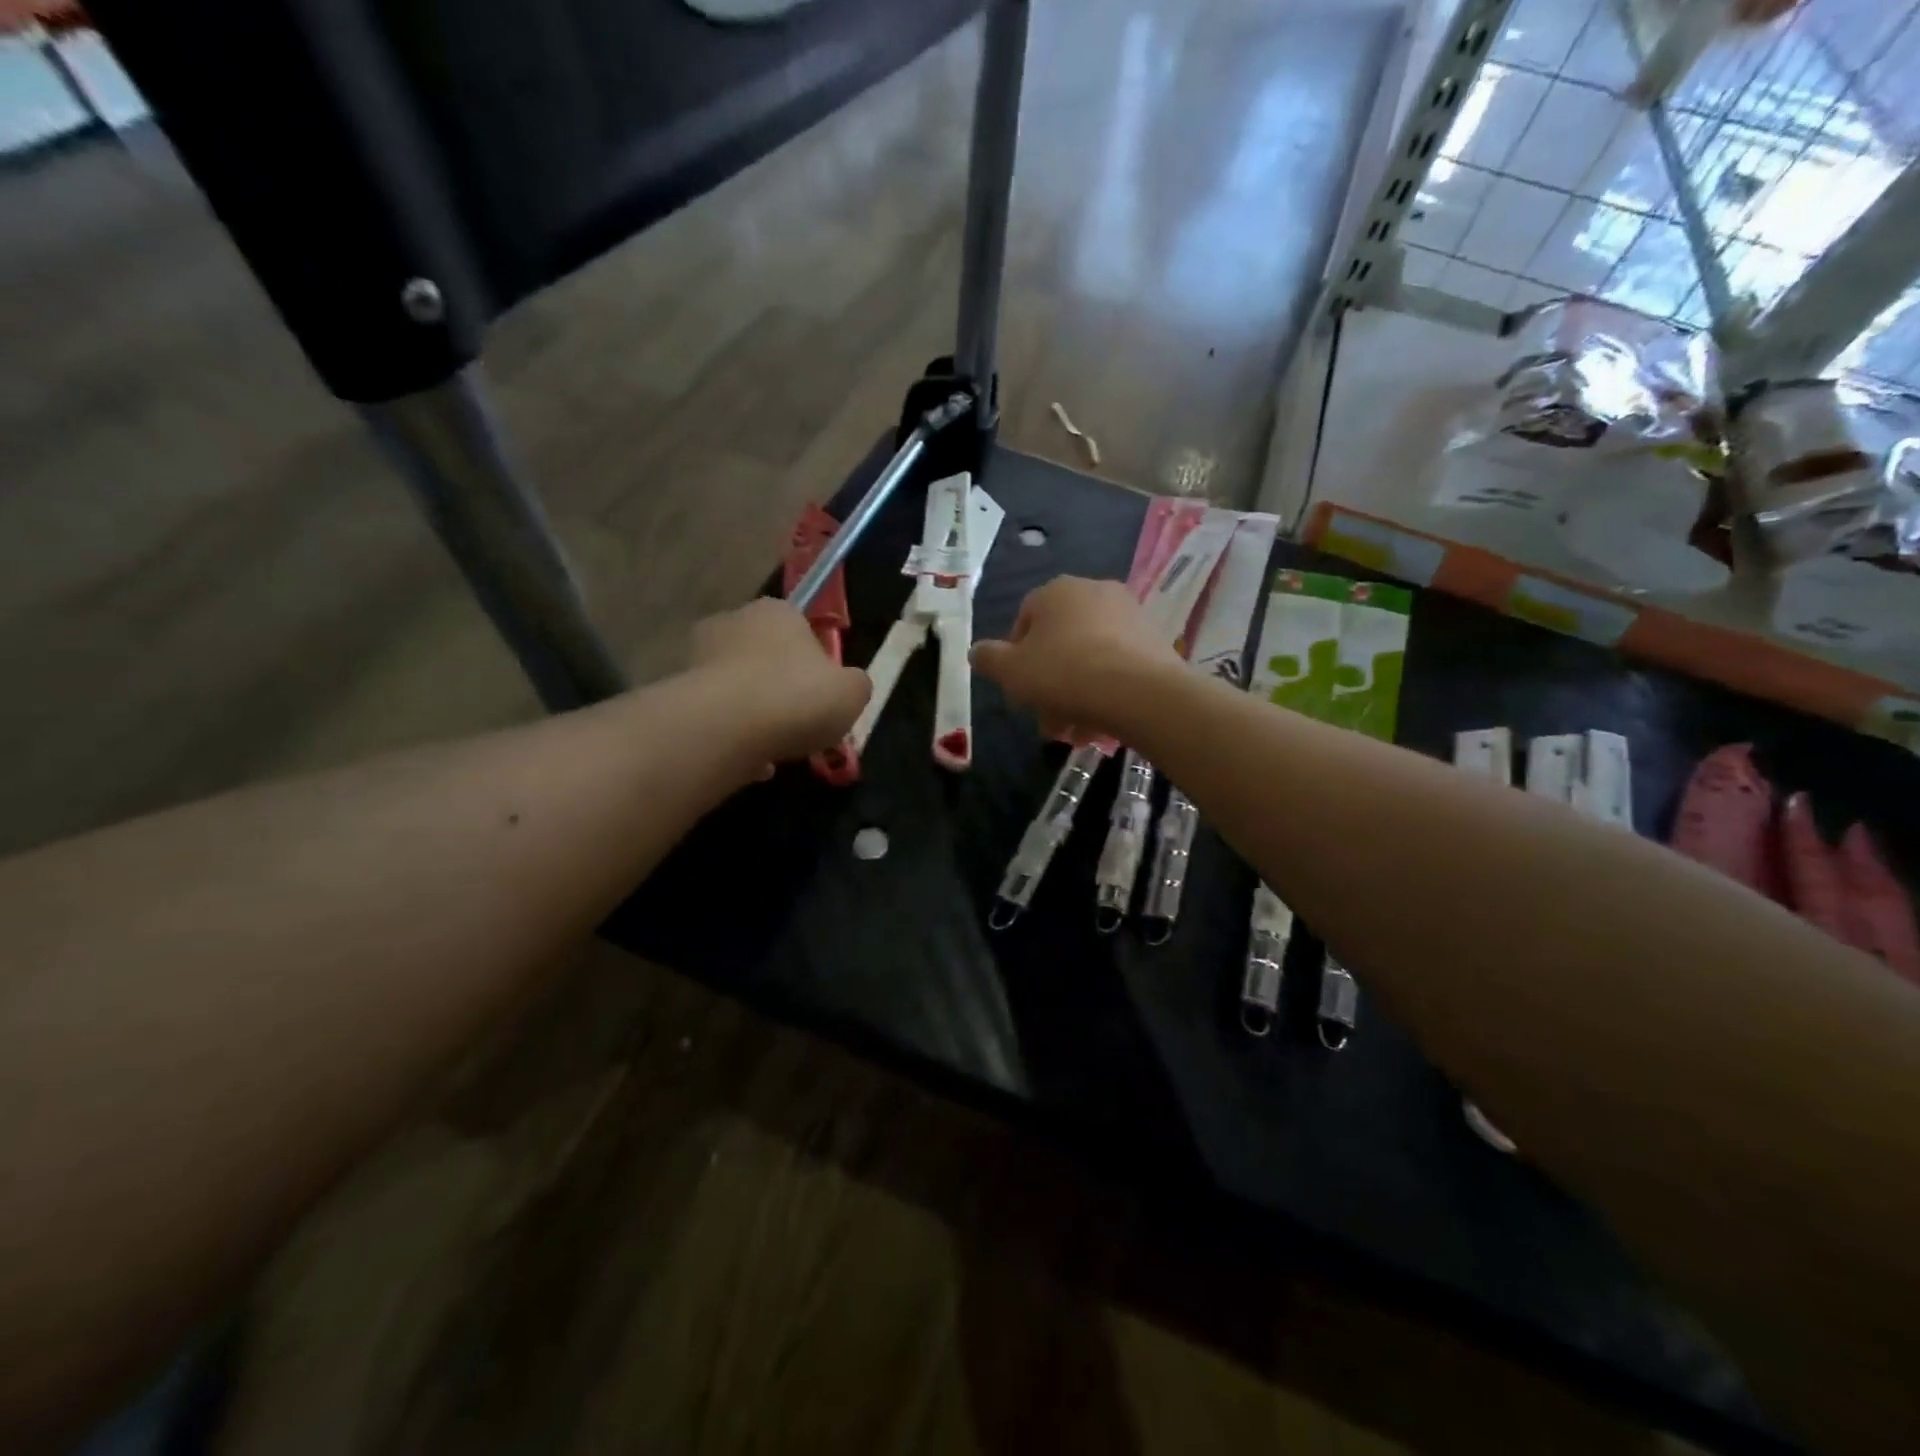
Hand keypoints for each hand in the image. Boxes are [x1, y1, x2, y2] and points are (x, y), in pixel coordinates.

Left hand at [690, 599, 870, 766]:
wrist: (727, 727)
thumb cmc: (798, 697)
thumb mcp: (852, 693)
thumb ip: (855, 684)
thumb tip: (847, 686)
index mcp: (777, 611)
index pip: (800, 627)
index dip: (816, 662)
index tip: (823, 693)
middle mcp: (734, 622)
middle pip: (765, 655)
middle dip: (779, 685)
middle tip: (800, 721)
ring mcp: (699, 656)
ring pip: (738, 687)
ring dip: (755, 713)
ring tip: (775, 747)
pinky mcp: (678, 691)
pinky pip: (717, 715)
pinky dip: (733, 735)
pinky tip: (750, 760)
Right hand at [970, 576, 1181, 740]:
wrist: (1142, 692)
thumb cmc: (1065, 674)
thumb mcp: (1012, 671)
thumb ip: (989, 659)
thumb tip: (976, 652)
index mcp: (1057, 591)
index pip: (1024, 620)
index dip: (1015, 658)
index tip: (1018, 690)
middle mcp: (1094, 592)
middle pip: (1059, 642)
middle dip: (1048, 683)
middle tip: (1046, 719)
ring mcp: (1129, 614)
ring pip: (1089, 657)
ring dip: (1075, 693)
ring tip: (1073, 730)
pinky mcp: (1154, 639)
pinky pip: (1118, 665)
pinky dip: (1105, 690)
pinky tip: (1100, 723)